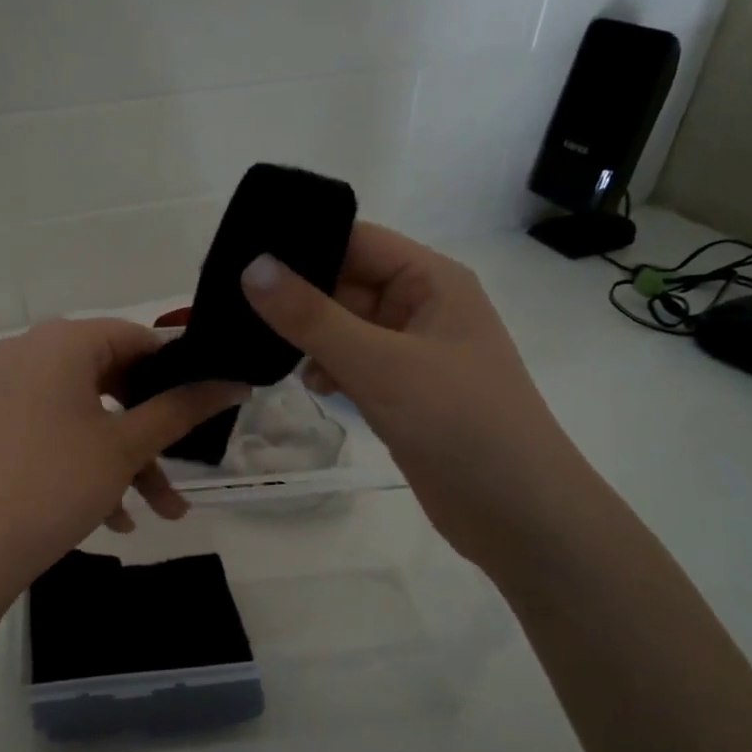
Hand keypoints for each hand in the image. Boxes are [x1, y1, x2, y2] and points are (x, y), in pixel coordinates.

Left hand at [0, 318, 245, 606]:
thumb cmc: (54, 485)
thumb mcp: (126, 447)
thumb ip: (182, 408)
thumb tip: (235, 381)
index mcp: (61, 342)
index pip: (138, 339)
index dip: (178, 373)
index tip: (207, 409)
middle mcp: (31, 353)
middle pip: (114, 379)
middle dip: (154, 433)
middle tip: (184, 467)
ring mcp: (9, 389)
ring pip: (90, 414)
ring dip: (128, 460)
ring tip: (161, 513)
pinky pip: (59, 431)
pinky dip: (90, 464)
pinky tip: (116, 518)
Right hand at [240, 222, 570, 565]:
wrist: (516, 511)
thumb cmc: (458, 421)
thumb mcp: (380, 363)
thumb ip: (312, 317)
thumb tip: (252, 267)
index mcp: (431, 280)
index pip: (356, 241)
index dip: (302, 244)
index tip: (241, 257)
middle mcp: (422, 307)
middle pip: (346, 283)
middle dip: (298, 298)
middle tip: (236, 310)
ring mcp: (413, 353)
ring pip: (345, 328)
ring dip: (310, 338)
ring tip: (264, 351)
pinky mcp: (403, 392)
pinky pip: (354, 364)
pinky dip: (328, 370)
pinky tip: (311, 386)